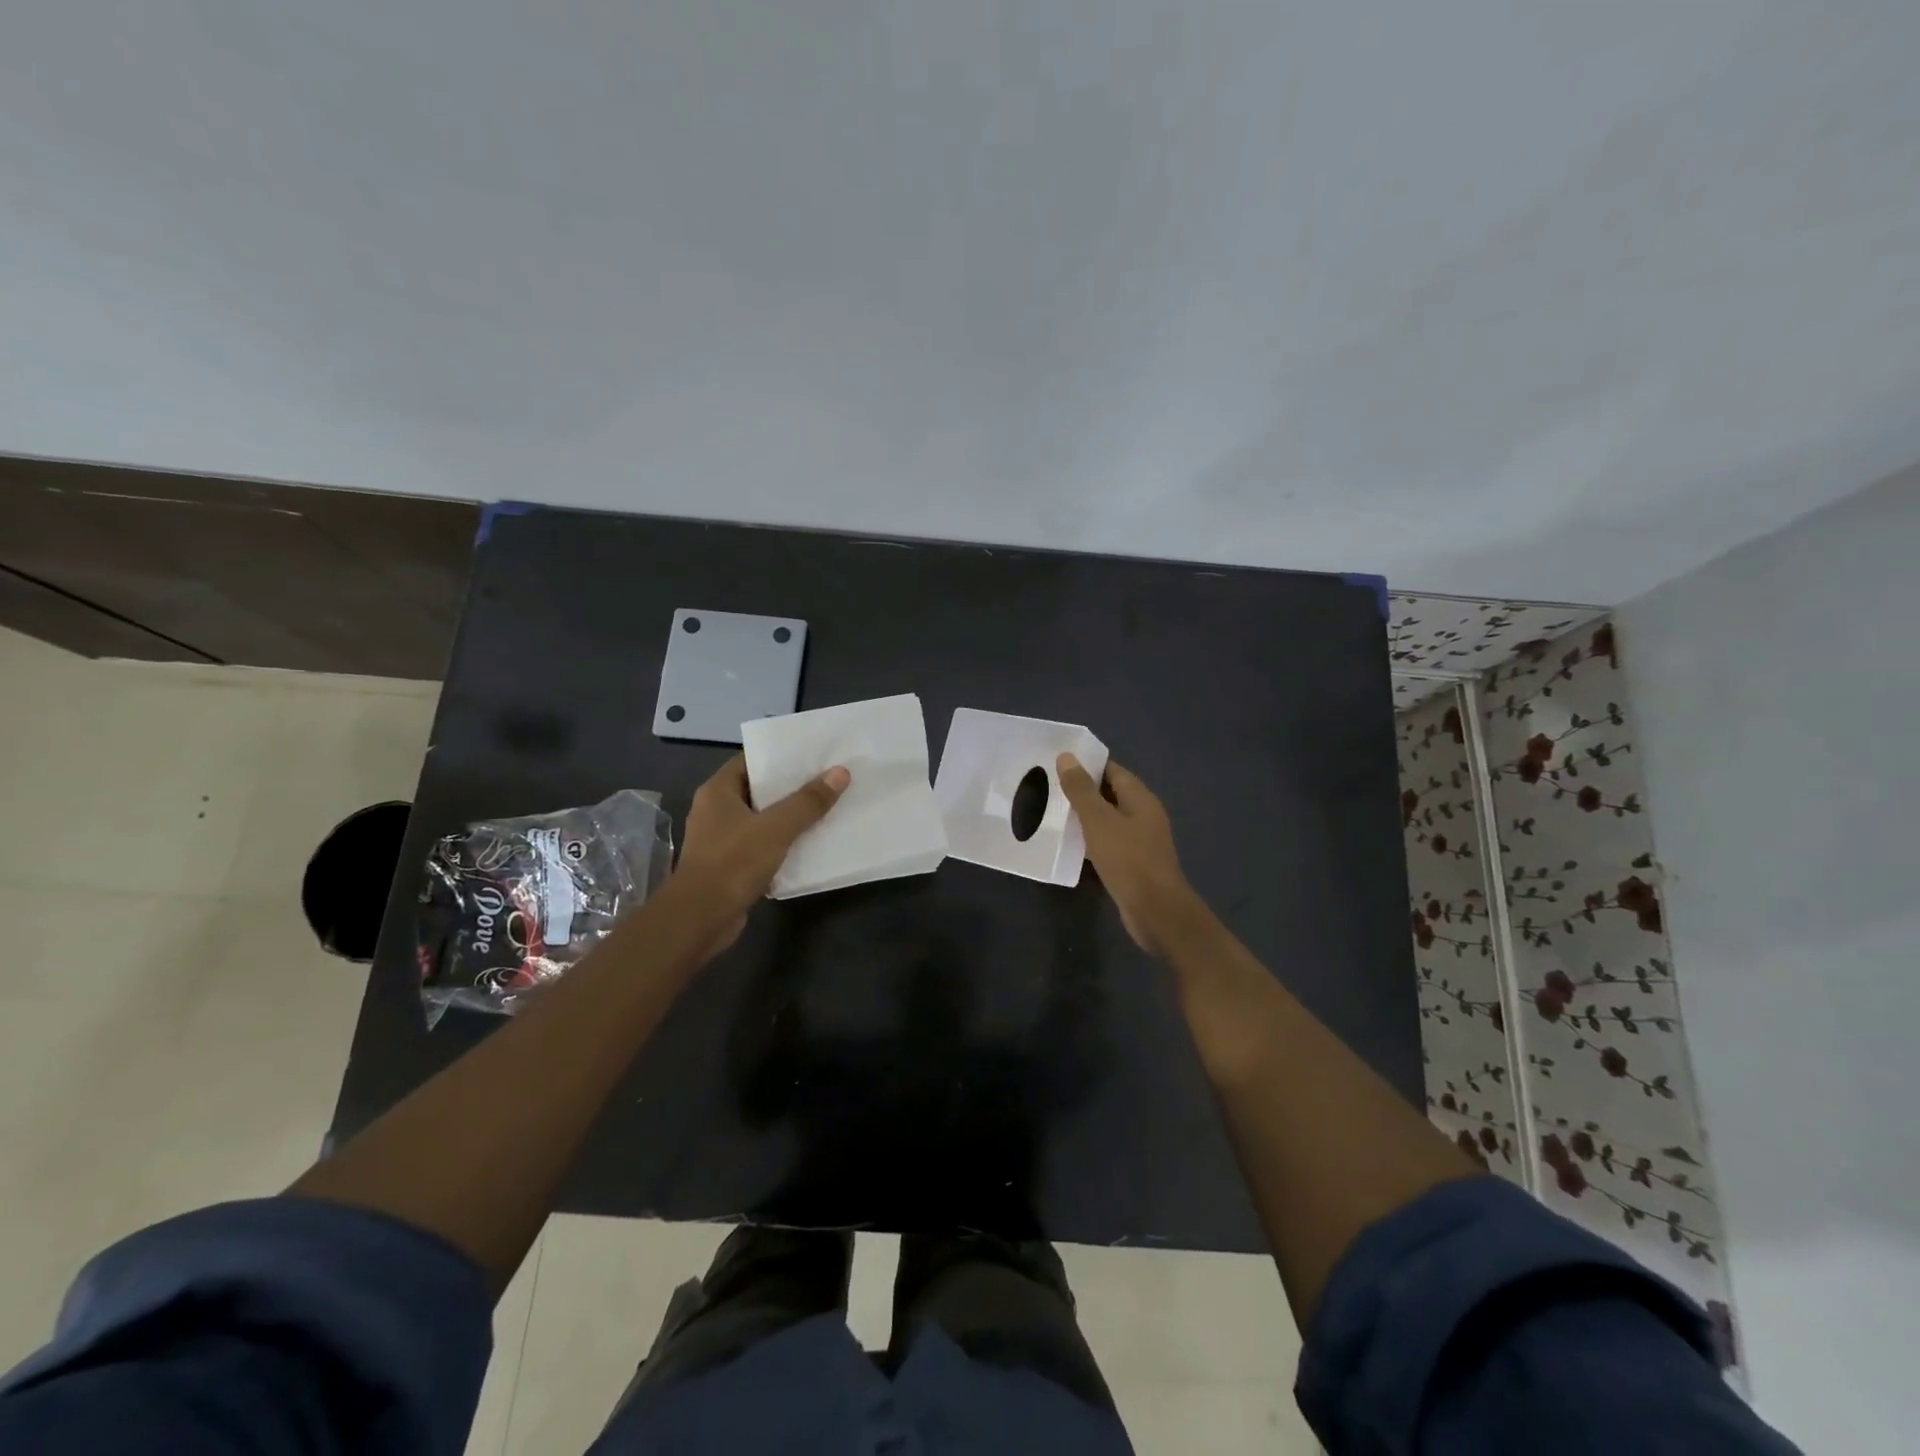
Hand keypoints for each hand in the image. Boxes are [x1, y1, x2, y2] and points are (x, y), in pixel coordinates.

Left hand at [677, 755, 850, 953]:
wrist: (700, 919)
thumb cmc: (733, 863)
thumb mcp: (776, 827)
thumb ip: (808, 801)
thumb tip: (840, 773)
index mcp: (718, 791)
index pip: (751, 760)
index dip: (781, 756)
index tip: (813, 754)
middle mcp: (716, 810)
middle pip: (759, 789)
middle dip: (792, 786)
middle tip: (828, 778)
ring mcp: (722, 839)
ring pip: (762, 819)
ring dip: (790, 816)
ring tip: (826, 807)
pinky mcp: (731, 865)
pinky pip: (762, 845)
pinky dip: (783, 843)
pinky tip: (811, 843)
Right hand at [1056, 754, 1203, 955]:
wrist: (1156, 911)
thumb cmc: (1128, 860)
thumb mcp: (1099, 821)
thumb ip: (1081, 789)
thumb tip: (1067, 756)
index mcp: (1140, 799)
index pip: (1112, 770)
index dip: (1086, 765)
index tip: (1057, 764)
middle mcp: (1143, 815)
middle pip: (1110, 794)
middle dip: (1082, 791)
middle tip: (1048, 788)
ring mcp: (1140, 841)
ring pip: (1108, 821)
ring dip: (1085, 818)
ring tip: (1052, 814)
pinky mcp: (1133, 864)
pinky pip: (1108, 844)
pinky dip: (1090, 841)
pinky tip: (1069, 845)